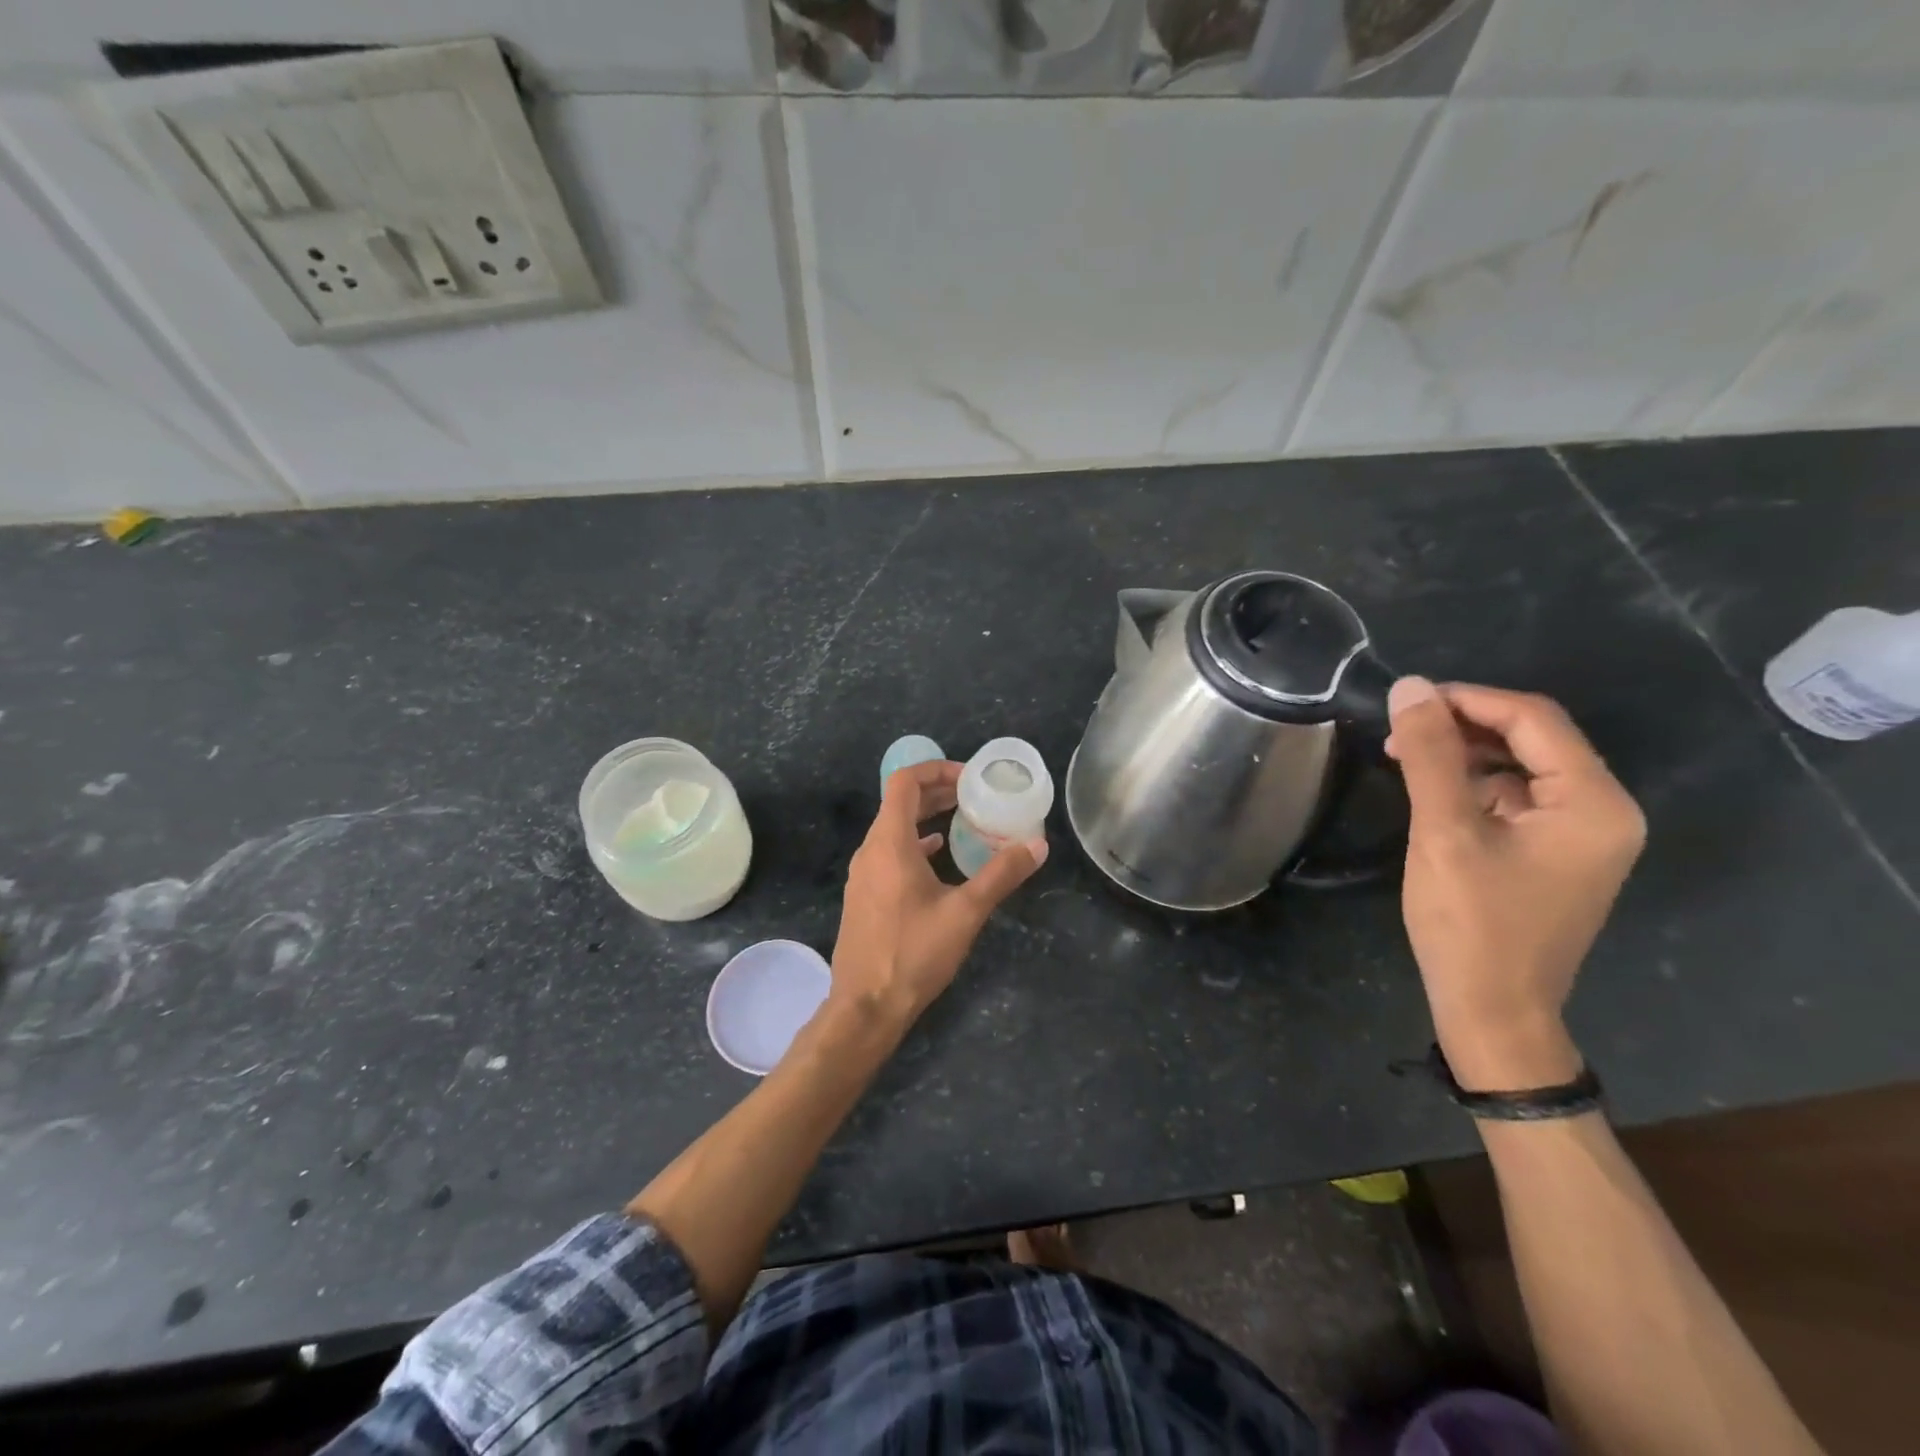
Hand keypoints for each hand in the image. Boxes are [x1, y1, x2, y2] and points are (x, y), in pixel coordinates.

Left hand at [829, 760, 1045, 1028]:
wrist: (865, 1007)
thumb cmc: (913, 954)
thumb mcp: (965, 913)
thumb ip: (1001, 875)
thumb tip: (1037, 846)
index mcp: (889, 843)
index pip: (904, 782)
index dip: (936, 769)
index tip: (969, 777)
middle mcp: (870, 850)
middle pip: (899, 802)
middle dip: (937, 791)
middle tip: (975, 794)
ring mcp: (863, 874)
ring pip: (894, 828)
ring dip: (927, 817)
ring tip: (964, 819)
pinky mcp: (864, 895)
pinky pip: (890, 853)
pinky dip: (916, 844)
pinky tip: (939, 856)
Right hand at [1385, 679, 1645, 1090]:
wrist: (1492, 1010)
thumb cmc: (1471, 923)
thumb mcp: (1444, 832)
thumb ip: (1430, 755)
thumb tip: (1410, 687)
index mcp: (1594, 803)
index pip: (1534, 719)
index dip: (1468, 699)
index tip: (1405, 700)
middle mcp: (1603, 812)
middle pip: (1532, 739)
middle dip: (1463, 725)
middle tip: (1399, 728)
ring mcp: (1582, 836)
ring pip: (1519, 766)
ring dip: (1463, 754)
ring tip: (1404, 756)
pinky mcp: (1554, 854)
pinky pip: (1515, 798)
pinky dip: (1471, 785)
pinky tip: (1430, 791)